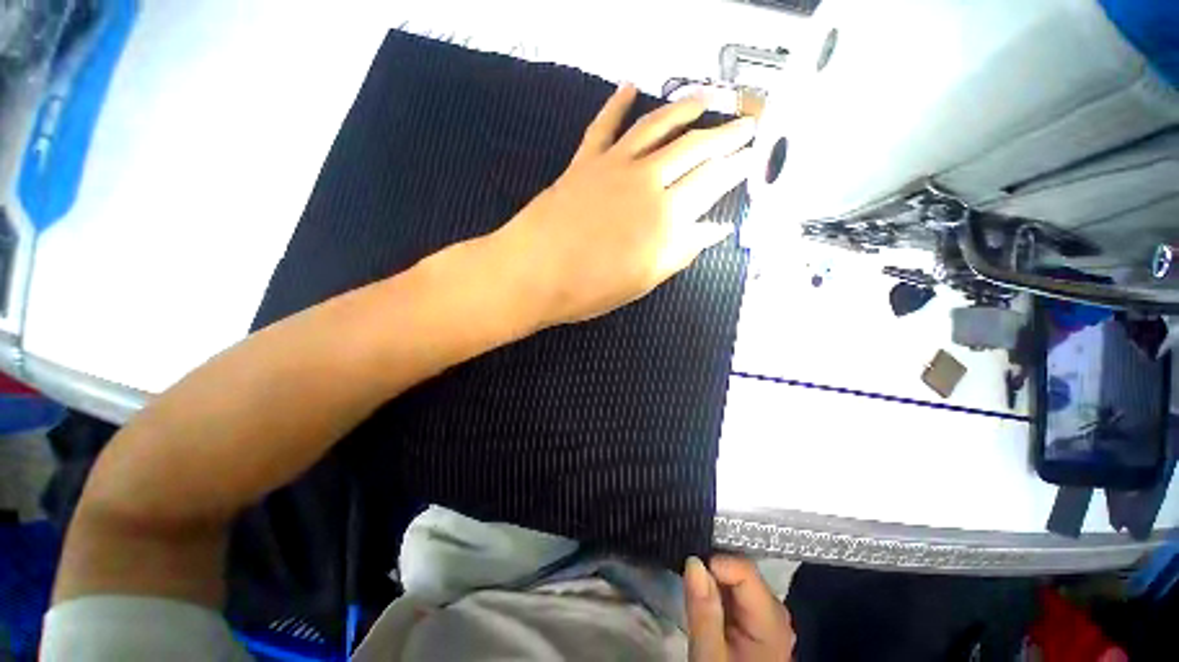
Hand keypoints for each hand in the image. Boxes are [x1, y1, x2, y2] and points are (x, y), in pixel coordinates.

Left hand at [492, 83, 754, 326]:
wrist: (533, 274)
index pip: (713, 182)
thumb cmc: (591, 287)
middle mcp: (647, 181)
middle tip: (746, 123)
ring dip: (684, 109)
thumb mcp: (645, 279)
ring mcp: (614, 166)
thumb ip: (683, 250)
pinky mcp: (585, 162)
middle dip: (725, 133)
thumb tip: (717, 229)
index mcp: (666, 216)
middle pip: (694, 147)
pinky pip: (604, 126)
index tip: (754, 156)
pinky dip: (617, 103)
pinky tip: (630, 86)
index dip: (737, 166)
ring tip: (706, 99)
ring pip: (657, 127)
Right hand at [684, 555, 795, 661]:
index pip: (744, 570)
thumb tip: (693, 561)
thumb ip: (703, 611)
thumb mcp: (710, 657)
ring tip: (693, 589)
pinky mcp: (759, 620)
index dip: (714, 563)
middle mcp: (777, 611)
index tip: (688, 570)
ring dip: (713, 579)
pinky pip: (737, 592)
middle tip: (686, 580)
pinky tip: (705, 599)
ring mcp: (770, 615)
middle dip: (712, 570)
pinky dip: (718, 590)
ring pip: (738, 580)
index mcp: (772, 621)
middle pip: (742, 573)